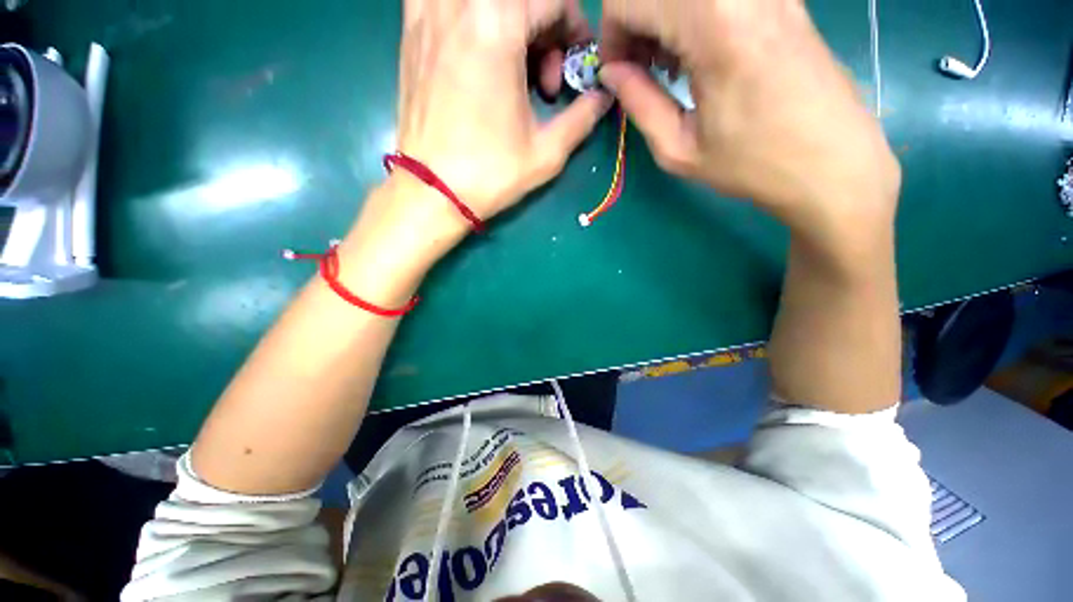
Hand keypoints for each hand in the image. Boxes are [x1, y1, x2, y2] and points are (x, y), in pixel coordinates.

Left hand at [393, 0, 612, 233]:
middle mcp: (460, 6)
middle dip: (546, 31)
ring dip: (512, 22)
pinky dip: (469, 15)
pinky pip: (444, 1)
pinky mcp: (411, 32)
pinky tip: (477, 45)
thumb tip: (603, 96)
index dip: (576, 29)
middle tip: (544, 83)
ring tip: (513, 65)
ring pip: (487, 0)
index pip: (554, 0)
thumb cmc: (491, 174)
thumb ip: (583, 116)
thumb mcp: (547, 152)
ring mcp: (428, 15)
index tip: (575, 68)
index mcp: (498, 26)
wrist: (432, 191)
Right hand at [599, 0, 900, 248]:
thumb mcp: (678, 148)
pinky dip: (690, 16)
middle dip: (633, 23)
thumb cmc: (751, 163)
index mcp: (713, 25)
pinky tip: (696, 51)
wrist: (831, 162)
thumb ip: (638, 102)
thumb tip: (612, 72)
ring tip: (666, 64)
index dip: (610, 36)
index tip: (618, 74)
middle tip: (637, 69)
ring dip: (661, 18)